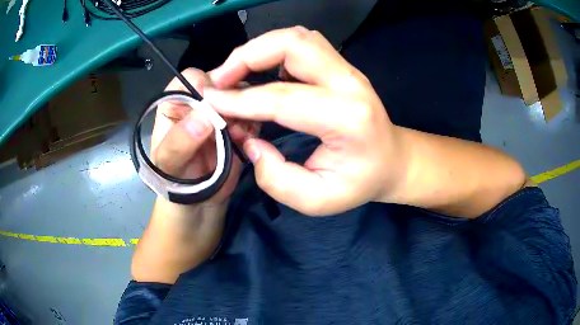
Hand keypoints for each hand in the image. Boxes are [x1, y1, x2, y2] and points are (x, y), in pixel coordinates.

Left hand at [151, 68, 259, 205]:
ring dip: (244, 113)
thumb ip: (179, 141)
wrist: (197, 203)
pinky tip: (245, 142)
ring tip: (237, 137)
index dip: (205, 85)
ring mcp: (222, 114)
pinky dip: (253, 126)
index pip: (192, 78)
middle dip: (230, 100)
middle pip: (222, 83)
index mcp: (176, 103)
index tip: (214, 104)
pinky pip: (253, 115)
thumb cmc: (173, 181)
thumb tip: (204, 117)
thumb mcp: (168, 164)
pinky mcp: (240, 126)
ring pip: (241, 97)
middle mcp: (200, 103)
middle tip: (231, 124)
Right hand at [204, 26, 407, 215]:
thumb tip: (250, 142)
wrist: (391, 160)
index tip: (209, 102)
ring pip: (295, 37)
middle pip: (292, 44)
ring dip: (258, 50)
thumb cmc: (360, 182)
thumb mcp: (318, 199)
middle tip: (220, 81)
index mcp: (348, 117)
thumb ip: (277, 179)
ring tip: (235, 76)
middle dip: (246, 56)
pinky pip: (299, 44)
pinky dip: (272, 52)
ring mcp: (346, 69)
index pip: (283, 97)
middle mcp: (349, 82)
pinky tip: (260, 75)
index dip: (239, 99)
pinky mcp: (339, 65)